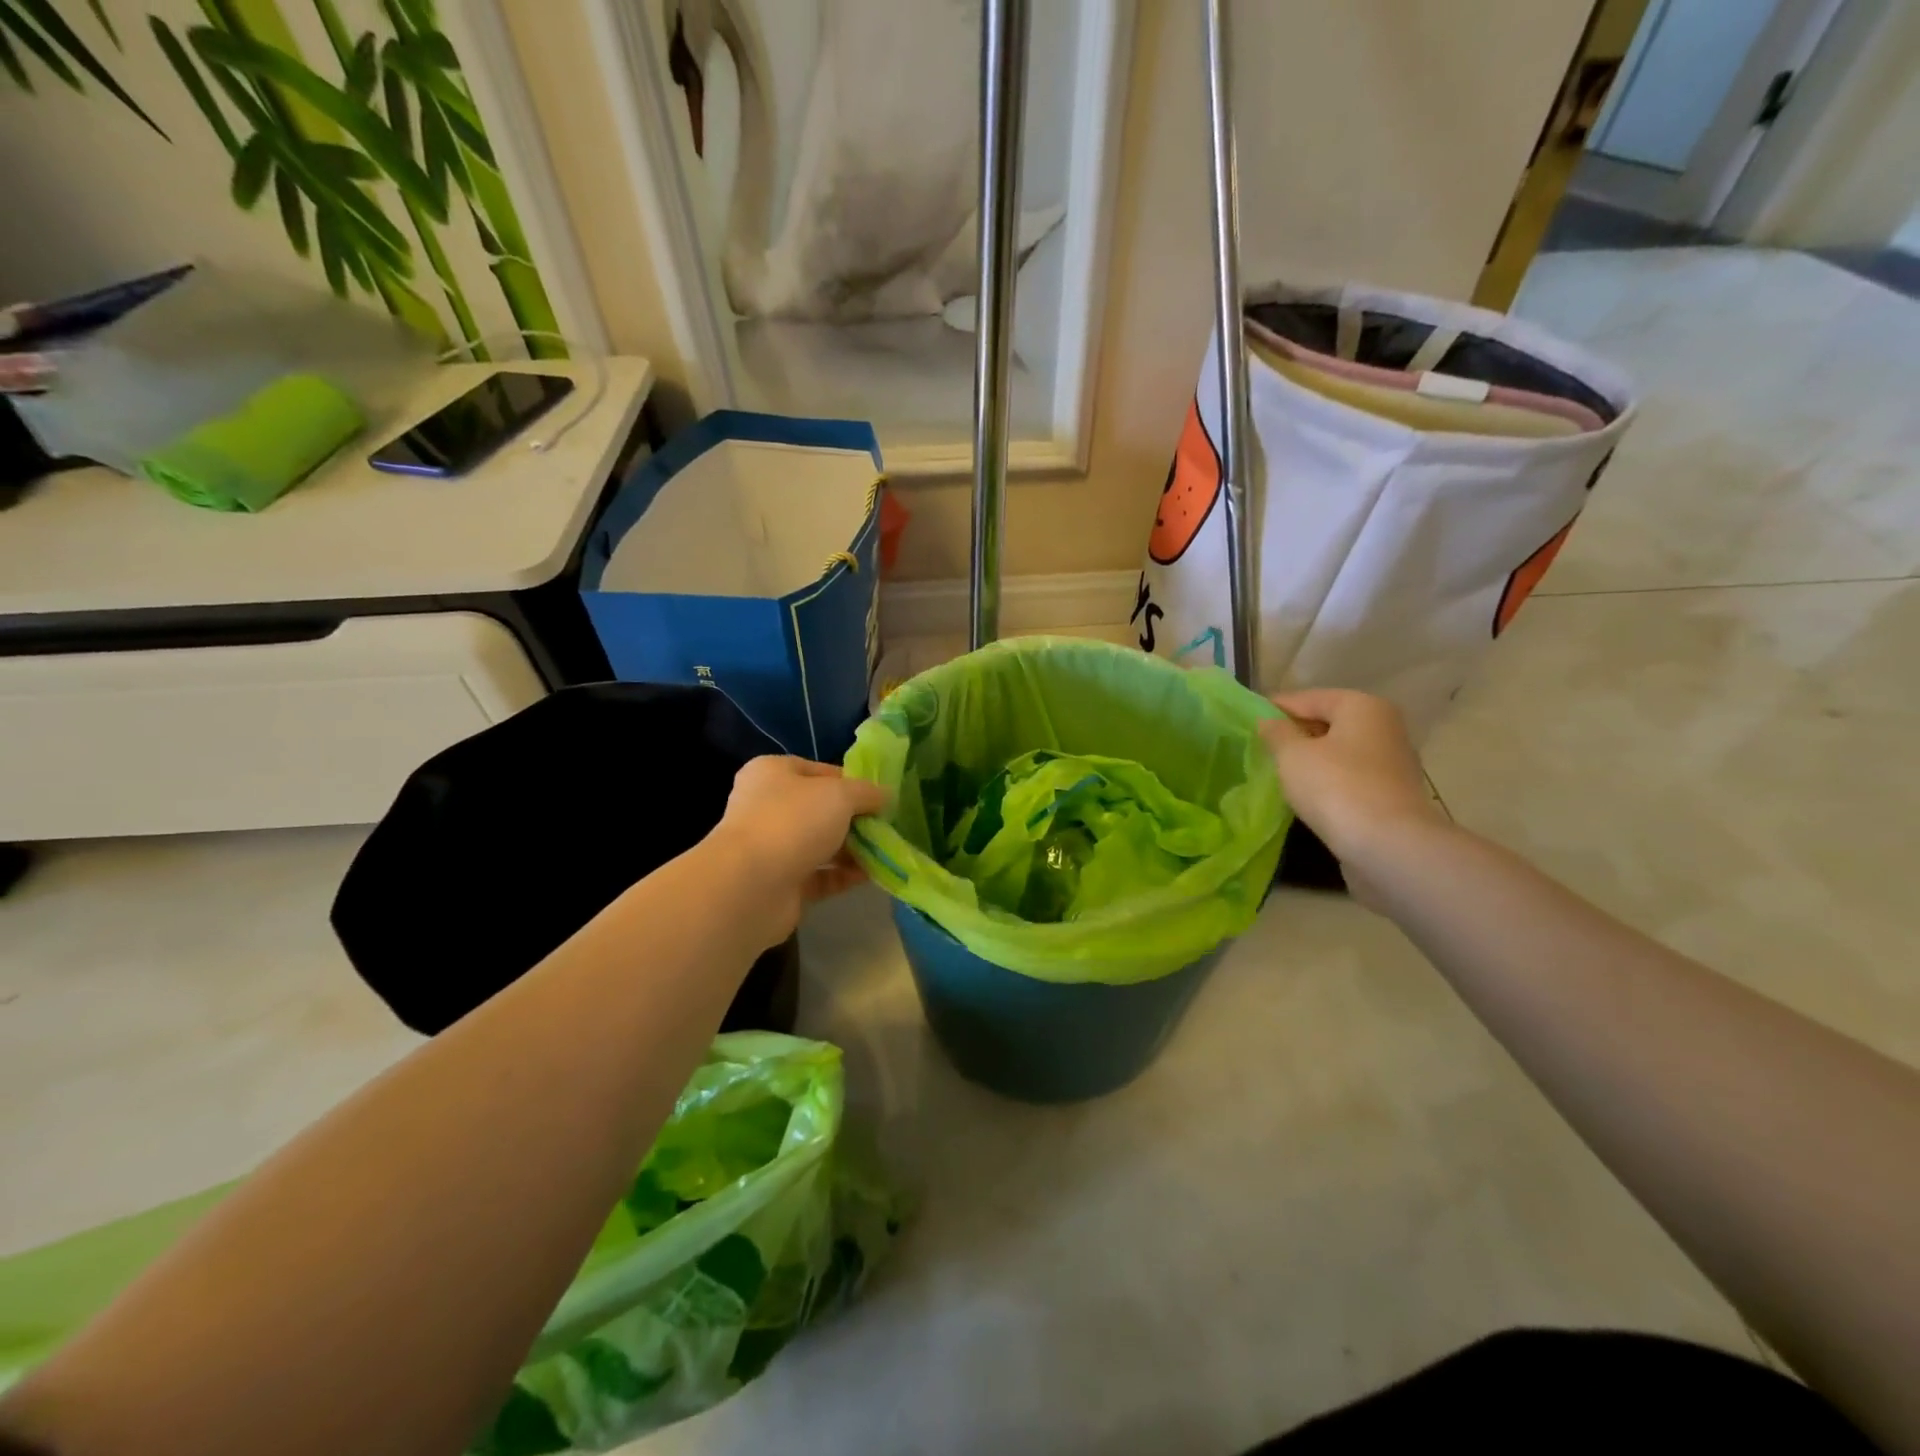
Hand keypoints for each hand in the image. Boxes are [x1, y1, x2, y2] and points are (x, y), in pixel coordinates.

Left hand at [707, 757, 888, 941]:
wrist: (750, 886)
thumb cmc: (792, 822)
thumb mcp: (840, 794)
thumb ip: (867, 793)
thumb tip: (886, 796)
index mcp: (773, 773)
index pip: (821, 771)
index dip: (853, 782)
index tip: (882, 798)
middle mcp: (768, 807)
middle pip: (822, 810)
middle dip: (856, 819)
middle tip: (887, 827)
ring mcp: (773, 847)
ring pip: (822, 844)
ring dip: (853, 849)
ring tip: (886, 853)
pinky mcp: (781, 883)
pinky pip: (820, 875)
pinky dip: (844, 875)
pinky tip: (872, 876)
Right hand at [1261, 690, 1446, 897]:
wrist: (1388, 845)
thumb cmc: (1335, 787)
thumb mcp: (1292, 755)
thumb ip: (1276, 733)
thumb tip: (1268, 722)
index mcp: (1362, 706)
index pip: (1307, 698)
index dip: (1274, 709)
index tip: (1247, 721)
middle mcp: (1383, 726)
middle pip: (1327, 722)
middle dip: (1294, 734)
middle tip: (1260, 748)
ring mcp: (1391, 761)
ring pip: (1338, 751)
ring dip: (1311, 758)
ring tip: (1279, 772)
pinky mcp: (1391, 792)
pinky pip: (1349, 775)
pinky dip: (1327, 779)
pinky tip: (1306, 794)